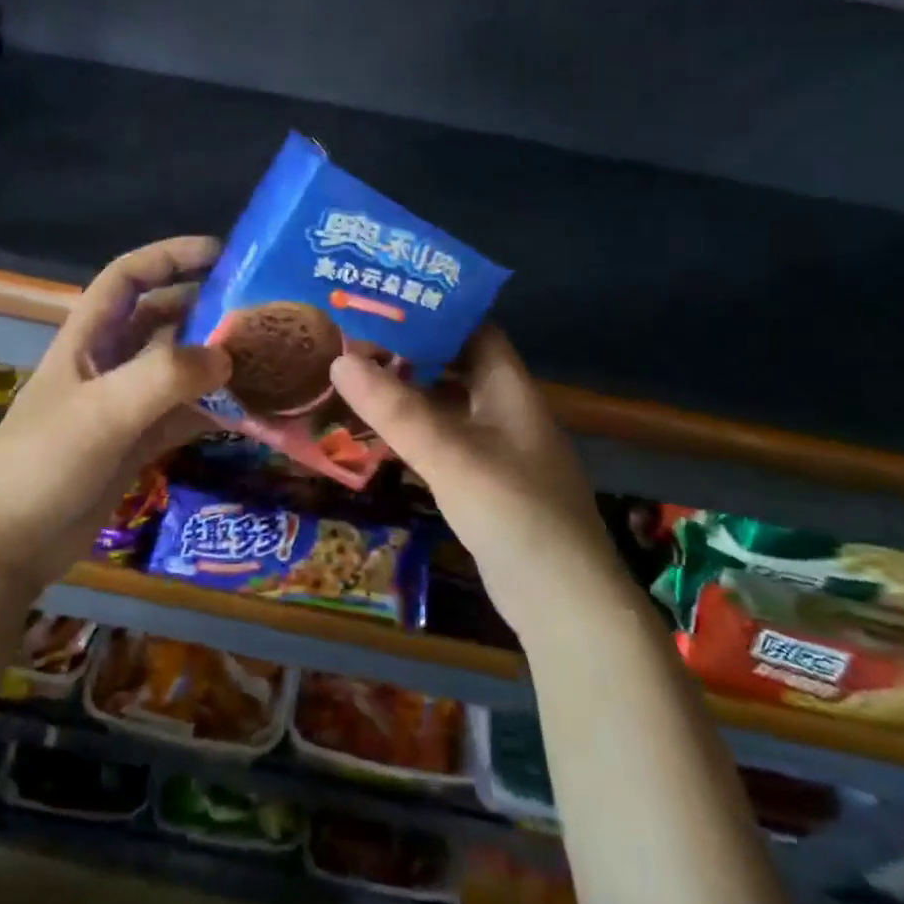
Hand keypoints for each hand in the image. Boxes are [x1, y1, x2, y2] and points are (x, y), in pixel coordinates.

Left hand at [0, 236, 231, 594]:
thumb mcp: (103, 413)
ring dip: (216, 363)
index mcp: (88, 339)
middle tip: (261, 313)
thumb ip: (165, 378)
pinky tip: (252, 413)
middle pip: (163, 320)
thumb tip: (227, 357)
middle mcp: (108, 363)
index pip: (128, 277)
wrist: (9, 547)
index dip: (170, 256)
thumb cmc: (45, 465)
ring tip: (268, 359)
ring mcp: (124, 405)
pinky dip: (215, 410)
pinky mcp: (137, 442)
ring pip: (178, 368)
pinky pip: (184, 414)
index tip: (222, 254)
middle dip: (207, 310)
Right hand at [329, 327, 622, 627]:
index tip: (382, 302)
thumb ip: (395, 409)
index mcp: (509, 388)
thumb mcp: (450, 455)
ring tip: (356, 380)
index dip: (433, 310)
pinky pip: (445, 442)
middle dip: (410, 350)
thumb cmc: (513, 512)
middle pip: (456, 363)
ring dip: (409, 393)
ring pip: (448, 404)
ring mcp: (499, 449)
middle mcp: (506, 410)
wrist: (564, 601)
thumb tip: (339, 359)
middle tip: (354, 341)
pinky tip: (380, 436)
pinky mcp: (487, 483)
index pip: (474, 328)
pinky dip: (415, 432)